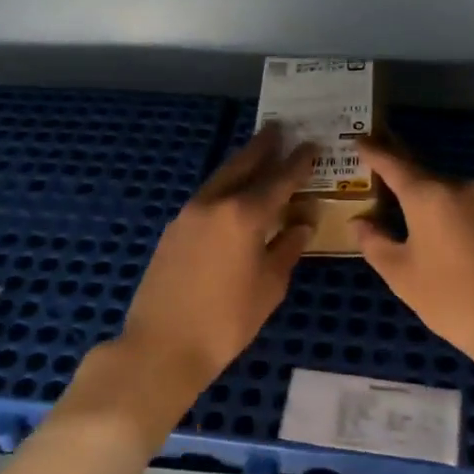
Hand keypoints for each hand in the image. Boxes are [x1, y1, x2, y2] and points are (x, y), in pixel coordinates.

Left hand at [94, 127, 315, 427]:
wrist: (162, 346)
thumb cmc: (227, 321)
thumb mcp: (269, 286)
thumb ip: (287, 248)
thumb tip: (301, 223)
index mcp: (244, 215)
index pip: (278, 179)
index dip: (298, 162)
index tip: (312, 145)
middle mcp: (215, 203)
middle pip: (243, 165)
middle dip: (263, 146)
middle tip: (279, 128)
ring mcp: (188, 214)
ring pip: (220, 177)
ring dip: (241, 163)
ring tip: (258, 153)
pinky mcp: (173, 229)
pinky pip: (206, 196)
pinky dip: (224, 186)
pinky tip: (231, 194)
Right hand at [353, 139, 473, 369]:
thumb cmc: (451, 300)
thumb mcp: (401, 275)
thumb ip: (374, 242)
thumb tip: (360, 222)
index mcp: (429, 195)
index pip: (393, 164)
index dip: (373, 152)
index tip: (359, 141)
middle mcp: (460, 187)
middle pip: (422, 176)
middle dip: (400, 178)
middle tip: (379, 182)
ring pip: (447, 192)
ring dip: (427, 199)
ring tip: (410, 218)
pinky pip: (468, 206)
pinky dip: (450, 212)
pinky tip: (445, 236)